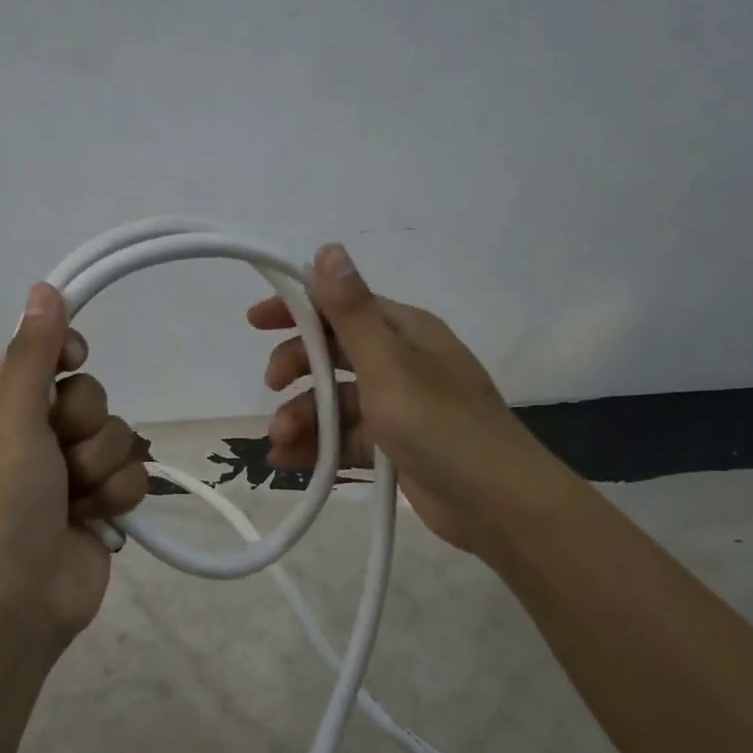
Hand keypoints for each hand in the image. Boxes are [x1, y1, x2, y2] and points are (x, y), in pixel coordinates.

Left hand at [0, 283, 147, 654]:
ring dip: (101, 468)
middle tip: (58, 454)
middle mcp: (38, 434)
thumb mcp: (10, 418)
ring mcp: (73, 472)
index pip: (46, 355)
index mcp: (4, 408)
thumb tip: (44, 288)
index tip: (75, 360)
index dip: (66, 354)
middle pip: (92, 396)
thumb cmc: (3, 502)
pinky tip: (96, 519)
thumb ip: (32, 354)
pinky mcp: (103, 504)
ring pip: (119, 435)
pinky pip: (134, 475)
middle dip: (84, 426)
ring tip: (74, 499)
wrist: (17, 600)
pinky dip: (118, 497)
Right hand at [250, 243, 545, 554]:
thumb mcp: (389, 364)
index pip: (341, 306)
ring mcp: (396, 406)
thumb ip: (352, 311)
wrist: (497, 504)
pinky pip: (344, 438)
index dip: (297, 308)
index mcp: (404, 332)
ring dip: (302, 417)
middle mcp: (399, 362)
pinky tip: (287, 462)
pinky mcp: (393, 446)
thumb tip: (328, 248)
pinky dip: (316, 447)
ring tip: (279, 442)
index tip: (255, 321)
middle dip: (297, 369)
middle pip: (332, 354)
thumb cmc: (441, 425)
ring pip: (334, 402)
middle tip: (272, 387)